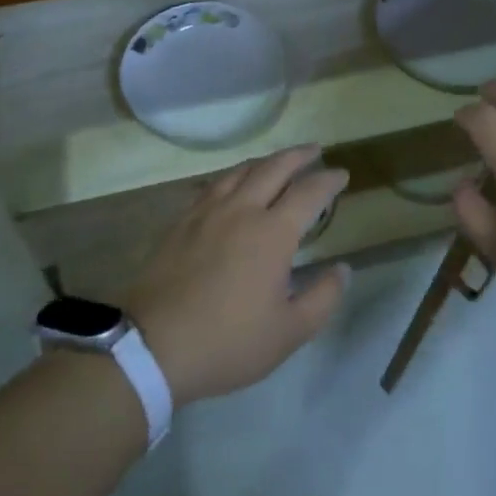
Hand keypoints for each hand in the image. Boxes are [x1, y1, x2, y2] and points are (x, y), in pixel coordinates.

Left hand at [127, 146, 350, 404]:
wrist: (153, 345)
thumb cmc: (228, 341)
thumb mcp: (289, 332)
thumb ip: (322, 297)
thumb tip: (342, 269)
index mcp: (272, 232)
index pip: (309, 192)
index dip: (328, 180)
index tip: (342, 174)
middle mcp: (241, 209)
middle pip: (273, 168)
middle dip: (298, 155)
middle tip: (314, 150)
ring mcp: (207, 212)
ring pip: (240, 171)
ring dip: (265, 161)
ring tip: (277, 162)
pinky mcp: (181, 221)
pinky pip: (213, 185)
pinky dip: (233, 176)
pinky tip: (232, 184)